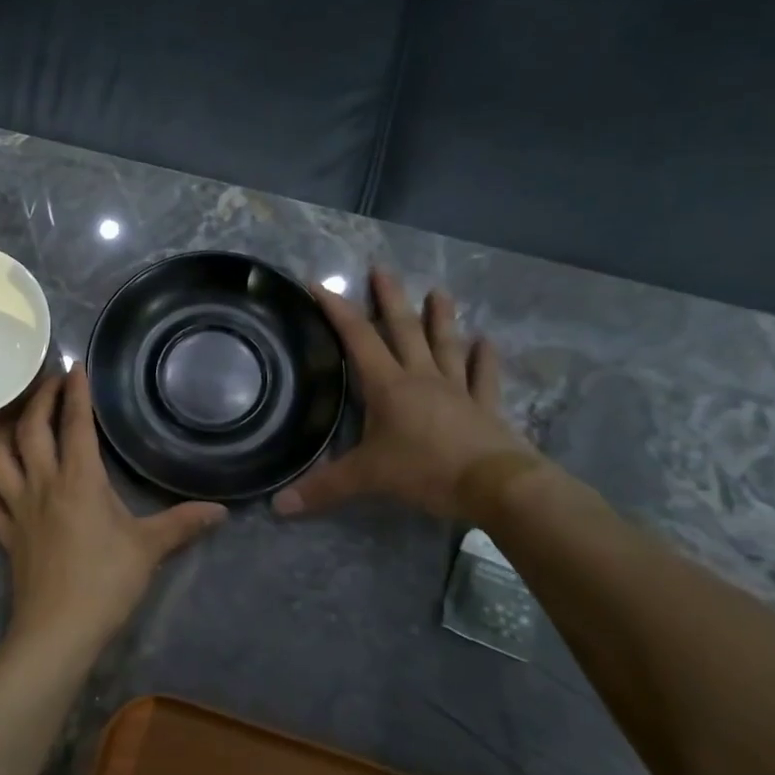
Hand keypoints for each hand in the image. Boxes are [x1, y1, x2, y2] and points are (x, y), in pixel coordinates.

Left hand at [0, 367, 225, 659]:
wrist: (58, 631)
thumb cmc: (105, 584)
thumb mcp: (149, 549)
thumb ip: (182, 524)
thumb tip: (221, 510)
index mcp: (80, 480)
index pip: (76, 425)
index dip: (76, 393)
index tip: (76, 366)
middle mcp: (43, 483)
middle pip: (32, 429)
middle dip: (40, 399)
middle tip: (49, 381)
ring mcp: (17, 507)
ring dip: (2, 428)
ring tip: (12, 412)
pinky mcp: (3, 531)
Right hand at [273, 268, 537, 522]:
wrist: (497, 486)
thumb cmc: (426, 471)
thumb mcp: (367, 479)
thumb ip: (323, 488)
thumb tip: (277, 506)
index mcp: (388, 386)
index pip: (358, 339)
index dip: (337, 311)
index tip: (320, 284)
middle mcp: (421, 378)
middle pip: (403, 330)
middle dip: (390, 299)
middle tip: (382, 269)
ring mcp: (457, 390)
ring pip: (445, 345)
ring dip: (441, 318)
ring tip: (439, 290)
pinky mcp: (485, 407)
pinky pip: (484, 378)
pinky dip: (485, 359)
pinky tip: (488, 341)